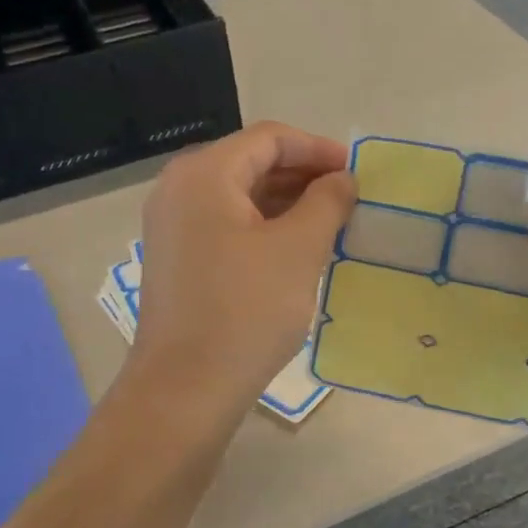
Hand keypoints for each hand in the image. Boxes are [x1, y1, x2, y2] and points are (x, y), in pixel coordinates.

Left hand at [131, 122, 355, 417]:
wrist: (186, 389)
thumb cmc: (245, 311)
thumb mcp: (298, 250)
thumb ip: (326, 202)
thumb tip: (342, 179)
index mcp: (203, 174)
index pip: (268, 138)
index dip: (316, 148)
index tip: (355, 170)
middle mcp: (179, 190)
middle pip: (250, 163)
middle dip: (302, 174)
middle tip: (347, 196)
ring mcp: (172, 226)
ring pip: (239, 196)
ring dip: (286, 202)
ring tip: (330, 222)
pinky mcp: (178, 260)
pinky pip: (226, 225)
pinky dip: (264, 227)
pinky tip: (295, 248)